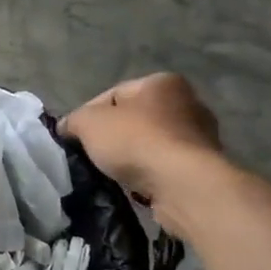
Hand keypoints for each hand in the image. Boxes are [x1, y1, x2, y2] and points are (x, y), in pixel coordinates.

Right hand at [59, 73, 221, 200]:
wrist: (182, 184)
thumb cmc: (136, 141)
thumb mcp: (89, 123)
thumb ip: (74, 120)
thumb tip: (67, 128)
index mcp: (162, 82)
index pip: (113, 94)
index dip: (88, 114)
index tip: (75, 137)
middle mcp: (188, 103)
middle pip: (135, 119)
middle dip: (113, 137)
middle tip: (92, 155)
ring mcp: (200, 136)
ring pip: (150, 144)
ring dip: (132, 157)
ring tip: (112, 174)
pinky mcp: (203, 167)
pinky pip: (165, 167)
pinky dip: (149, 175)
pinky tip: (135, 187)